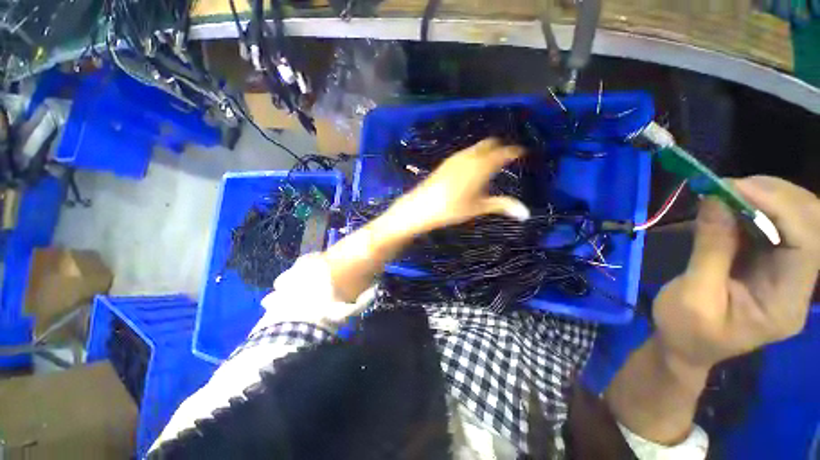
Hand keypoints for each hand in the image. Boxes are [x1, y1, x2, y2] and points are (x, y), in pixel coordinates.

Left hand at [384, 138, 529, 235]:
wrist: (421, 206)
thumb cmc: (452, 209)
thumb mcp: (478, 208)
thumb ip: (502, 206)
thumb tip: (526, 213)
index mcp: (482, 166)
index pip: (504, 152)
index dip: (515, 151)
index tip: (522, 153)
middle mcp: (470, 156)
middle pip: (490, 143)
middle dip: (500, 147)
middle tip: (507, 157)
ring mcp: (456, 158)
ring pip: (476, 147)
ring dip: (486, 150)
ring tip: (491, 162)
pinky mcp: (446, 162)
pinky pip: (465, 152)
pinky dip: (474, 154)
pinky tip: (472, 167)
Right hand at [653, 176, 819, 371]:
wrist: (685, 347)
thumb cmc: (686, 330)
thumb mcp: (693, 295)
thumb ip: (710, 249)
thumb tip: (714, 200)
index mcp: (785, 303)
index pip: (807, 245)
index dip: (780, 208)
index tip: (735, 188)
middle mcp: (797, 284)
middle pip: (810, 225)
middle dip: (774, 196)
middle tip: (728, 185)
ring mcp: (786, 272)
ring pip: (796, 219)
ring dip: (764, 197)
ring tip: (726, 190)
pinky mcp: (769, 262)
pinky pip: (773, 225)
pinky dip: (753, 208)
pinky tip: (729, 204)